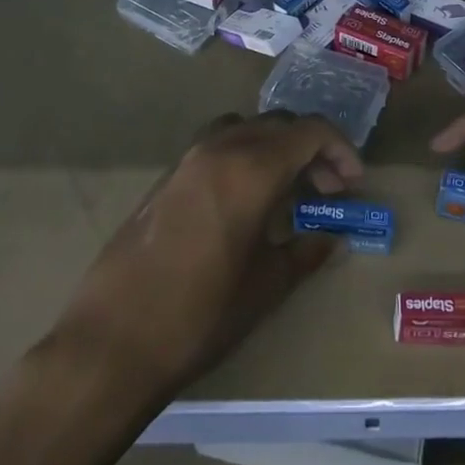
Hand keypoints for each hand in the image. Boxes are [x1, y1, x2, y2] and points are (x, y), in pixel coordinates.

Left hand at [52, 111, 362, 394]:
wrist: (112, 340)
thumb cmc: (200, 315)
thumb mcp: (266, 287)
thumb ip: (305, 252)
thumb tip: (330, 237)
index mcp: (252, 168)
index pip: (309, 131)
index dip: (340, 149)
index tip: (353, 182)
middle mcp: (221, 148)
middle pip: (279, 124)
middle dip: (311, 149)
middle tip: (327, 189)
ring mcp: (188, 158)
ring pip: (246, 128)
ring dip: (275, 147)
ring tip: (286, 189)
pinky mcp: (167, 177)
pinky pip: (218, 145)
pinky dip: (244, 156)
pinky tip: (244, 201)